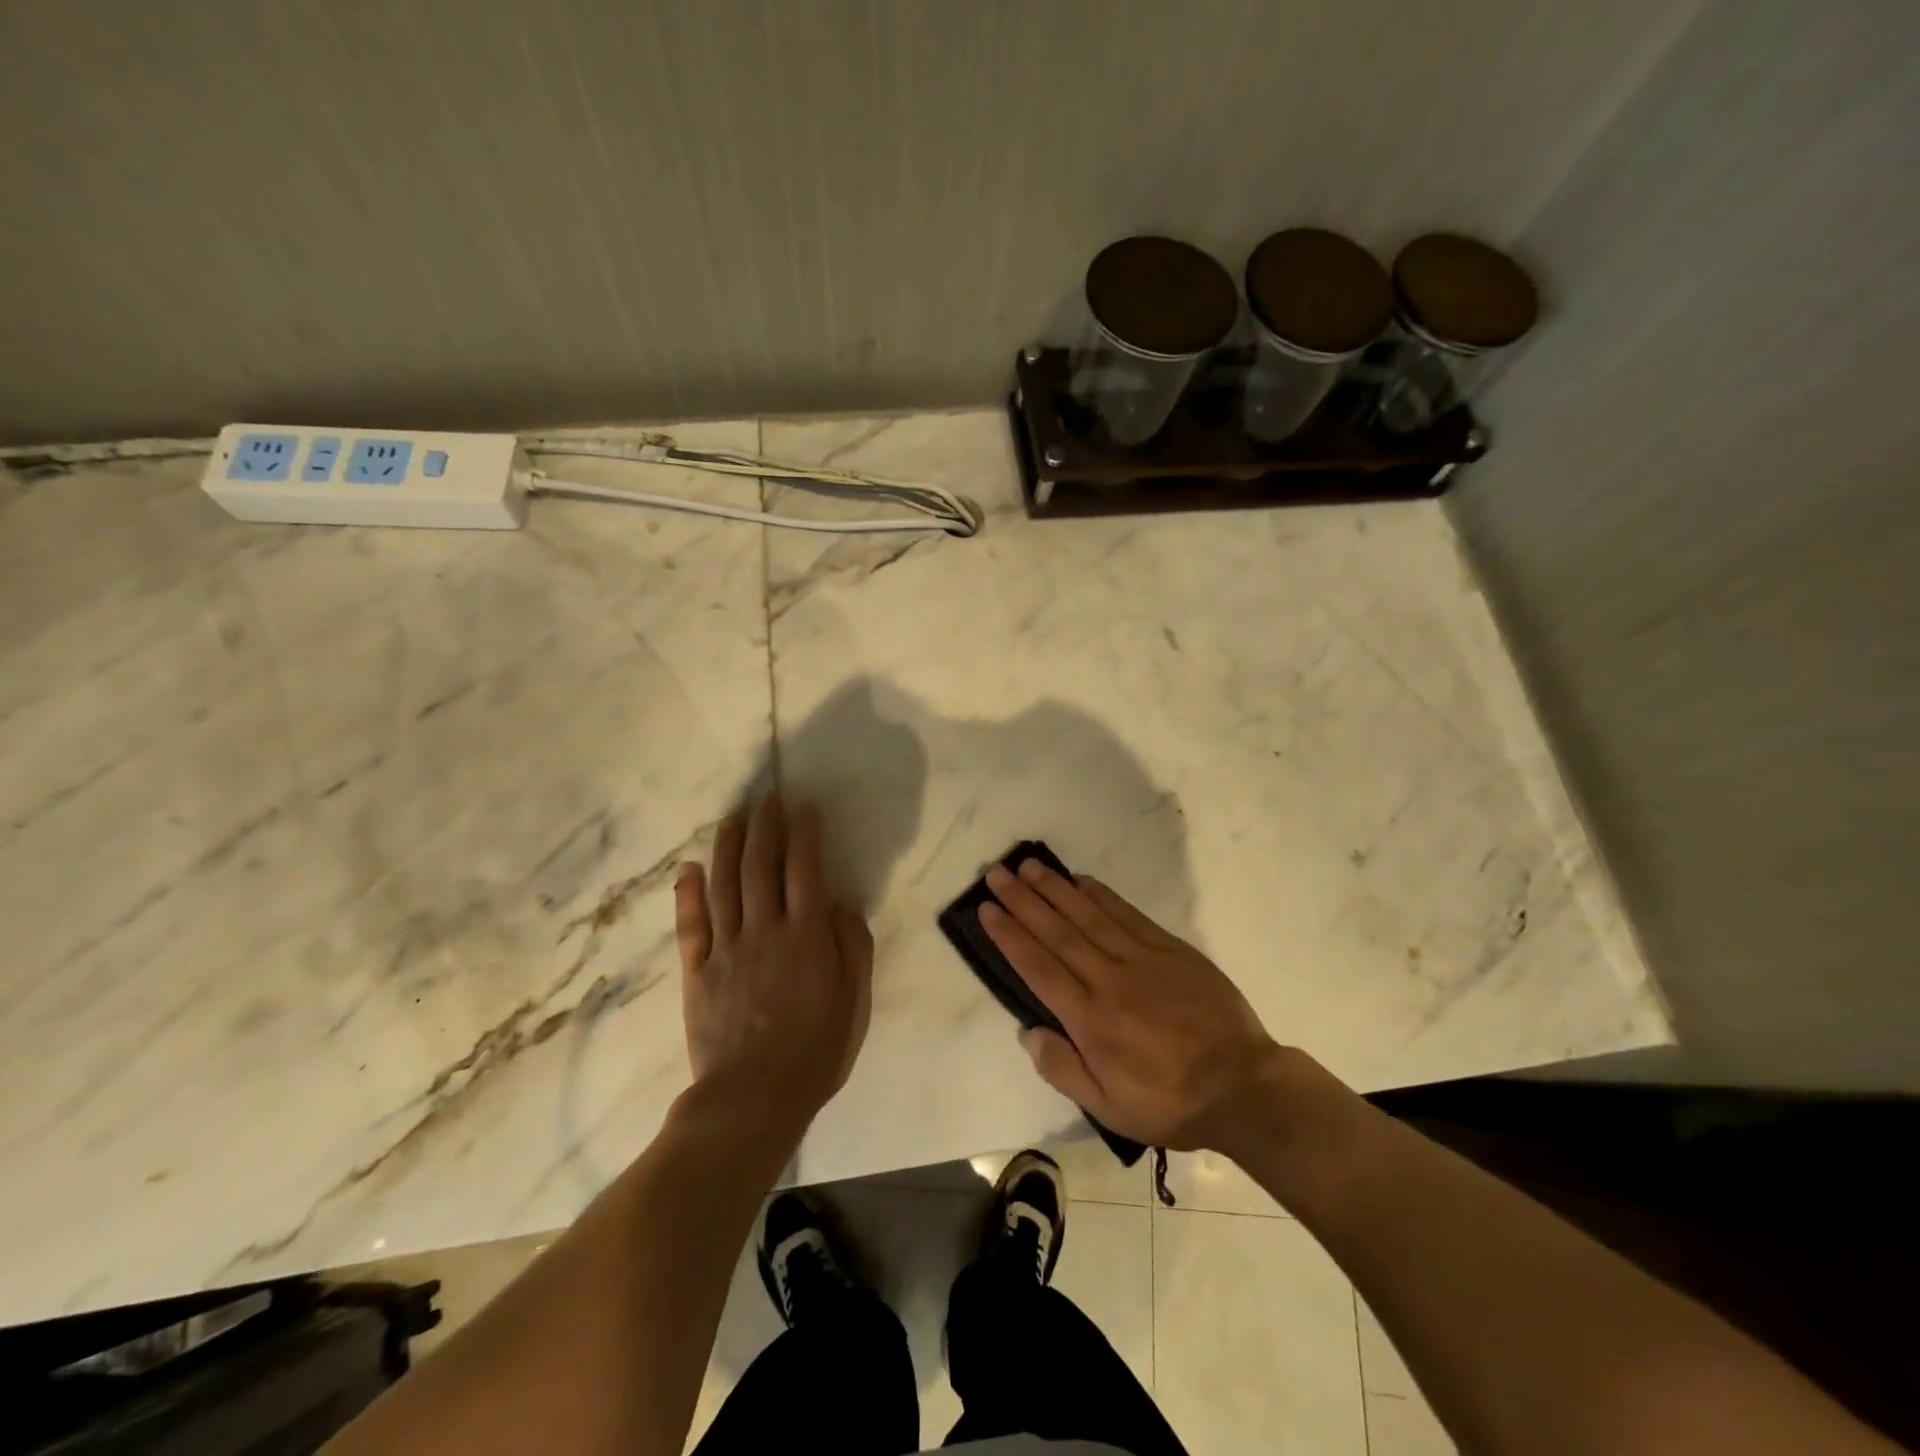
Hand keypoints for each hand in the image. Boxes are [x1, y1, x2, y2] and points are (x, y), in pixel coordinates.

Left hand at [675, 796, 873, 1119]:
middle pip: (761, 866)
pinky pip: (690, 924)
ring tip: (732, 819)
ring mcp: (726, 949)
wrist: (752, 1099)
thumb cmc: (815, 1051)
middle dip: (765, 827)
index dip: (804, 834)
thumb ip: (853, 947)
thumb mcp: (855, 1002)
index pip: (805, 870)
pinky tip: (690, 869)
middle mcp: (765, 930)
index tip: (804, 808)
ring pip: (724, 884)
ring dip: (728, 847)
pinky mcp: (697, 971)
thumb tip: (841, 903)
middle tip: (766, 799)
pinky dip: (689, 893)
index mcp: (806, 936)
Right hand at [979, 858, 1282, 1151]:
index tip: (986, 909)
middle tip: (997, 873)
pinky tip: (1082, 880)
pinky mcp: (1170, 949)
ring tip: (1029, 867)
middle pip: (1057, 932)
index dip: (1009, 935)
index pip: (1038, 966)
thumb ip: (1063, 1069)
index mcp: (1089, 1018)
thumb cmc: (1169, 1102)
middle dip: (1023, 901)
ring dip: (1055, 888)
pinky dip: (1101, 895)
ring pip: (1088, 915)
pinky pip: (1127, 914)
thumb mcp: (1108, 1107)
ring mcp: (1141, 958)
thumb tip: (1028, 1032)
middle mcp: (1108, 979)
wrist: (1242, 1086)